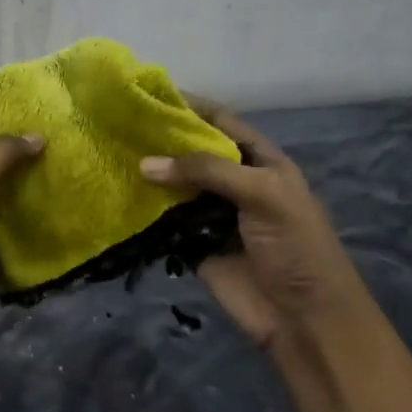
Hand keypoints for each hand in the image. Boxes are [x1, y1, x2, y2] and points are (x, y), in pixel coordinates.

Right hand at [139, 96, 375, 351]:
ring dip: (148, 173)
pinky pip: (164, 221)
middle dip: (160, 139)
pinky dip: (143, 210)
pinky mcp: (192, 243)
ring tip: (108, 153)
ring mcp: (211, 214)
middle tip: (116, 124)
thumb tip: (145, 163)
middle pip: (191, 152)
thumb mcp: (262, 195)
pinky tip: (115, 194)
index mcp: (259, 161)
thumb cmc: (296, 247)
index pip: (221, 121)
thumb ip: (207, 171)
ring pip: (174, 185)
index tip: (149, 93)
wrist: (304, 318)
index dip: (190, 105)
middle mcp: (233, 182)